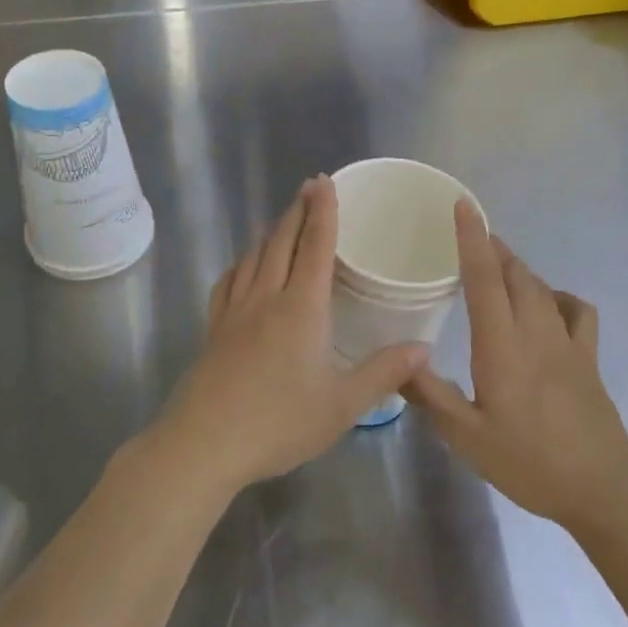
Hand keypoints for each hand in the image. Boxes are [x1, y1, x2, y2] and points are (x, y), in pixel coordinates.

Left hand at [150, 177, 427, 495]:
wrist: (204, 444)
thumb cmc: (279, 423)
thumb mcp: (342, 405)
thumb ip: (383, 373)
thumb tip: (423, 348)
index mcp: (301, 308)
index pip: (315, 247)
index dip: (323, 212)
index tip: (324, 182)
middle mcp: (266, 298)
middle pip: (281, 242)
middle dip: (297, 212)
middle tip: (308, 189)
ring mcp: (234, 312)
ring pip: (253, 257)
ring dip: (270, 233)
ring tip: (282, 221)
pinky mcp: (213, 329)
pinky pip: (228, 282)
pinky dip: (241, 263)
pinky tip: (243, 267)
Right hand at [408, 201, 627, 536]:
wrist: (601, 488)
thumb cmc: (529, 463)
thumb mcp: (467, 437)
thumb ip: (430, 395)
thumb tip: (397, 361)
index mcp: (502, 347)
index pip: (485, 280)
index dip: (472, 239)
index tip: (462, 206)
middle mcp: (536, 333)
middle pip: (516, 273)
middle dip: (493, 247)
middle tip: (470, 236)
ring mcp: (568, 342)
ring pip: (542, 287)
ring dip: (518, 267)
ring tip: (497, 264)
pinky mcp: (587, 357)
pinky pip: (576, 310)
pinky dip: (558, 296)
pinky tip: (547, 305)